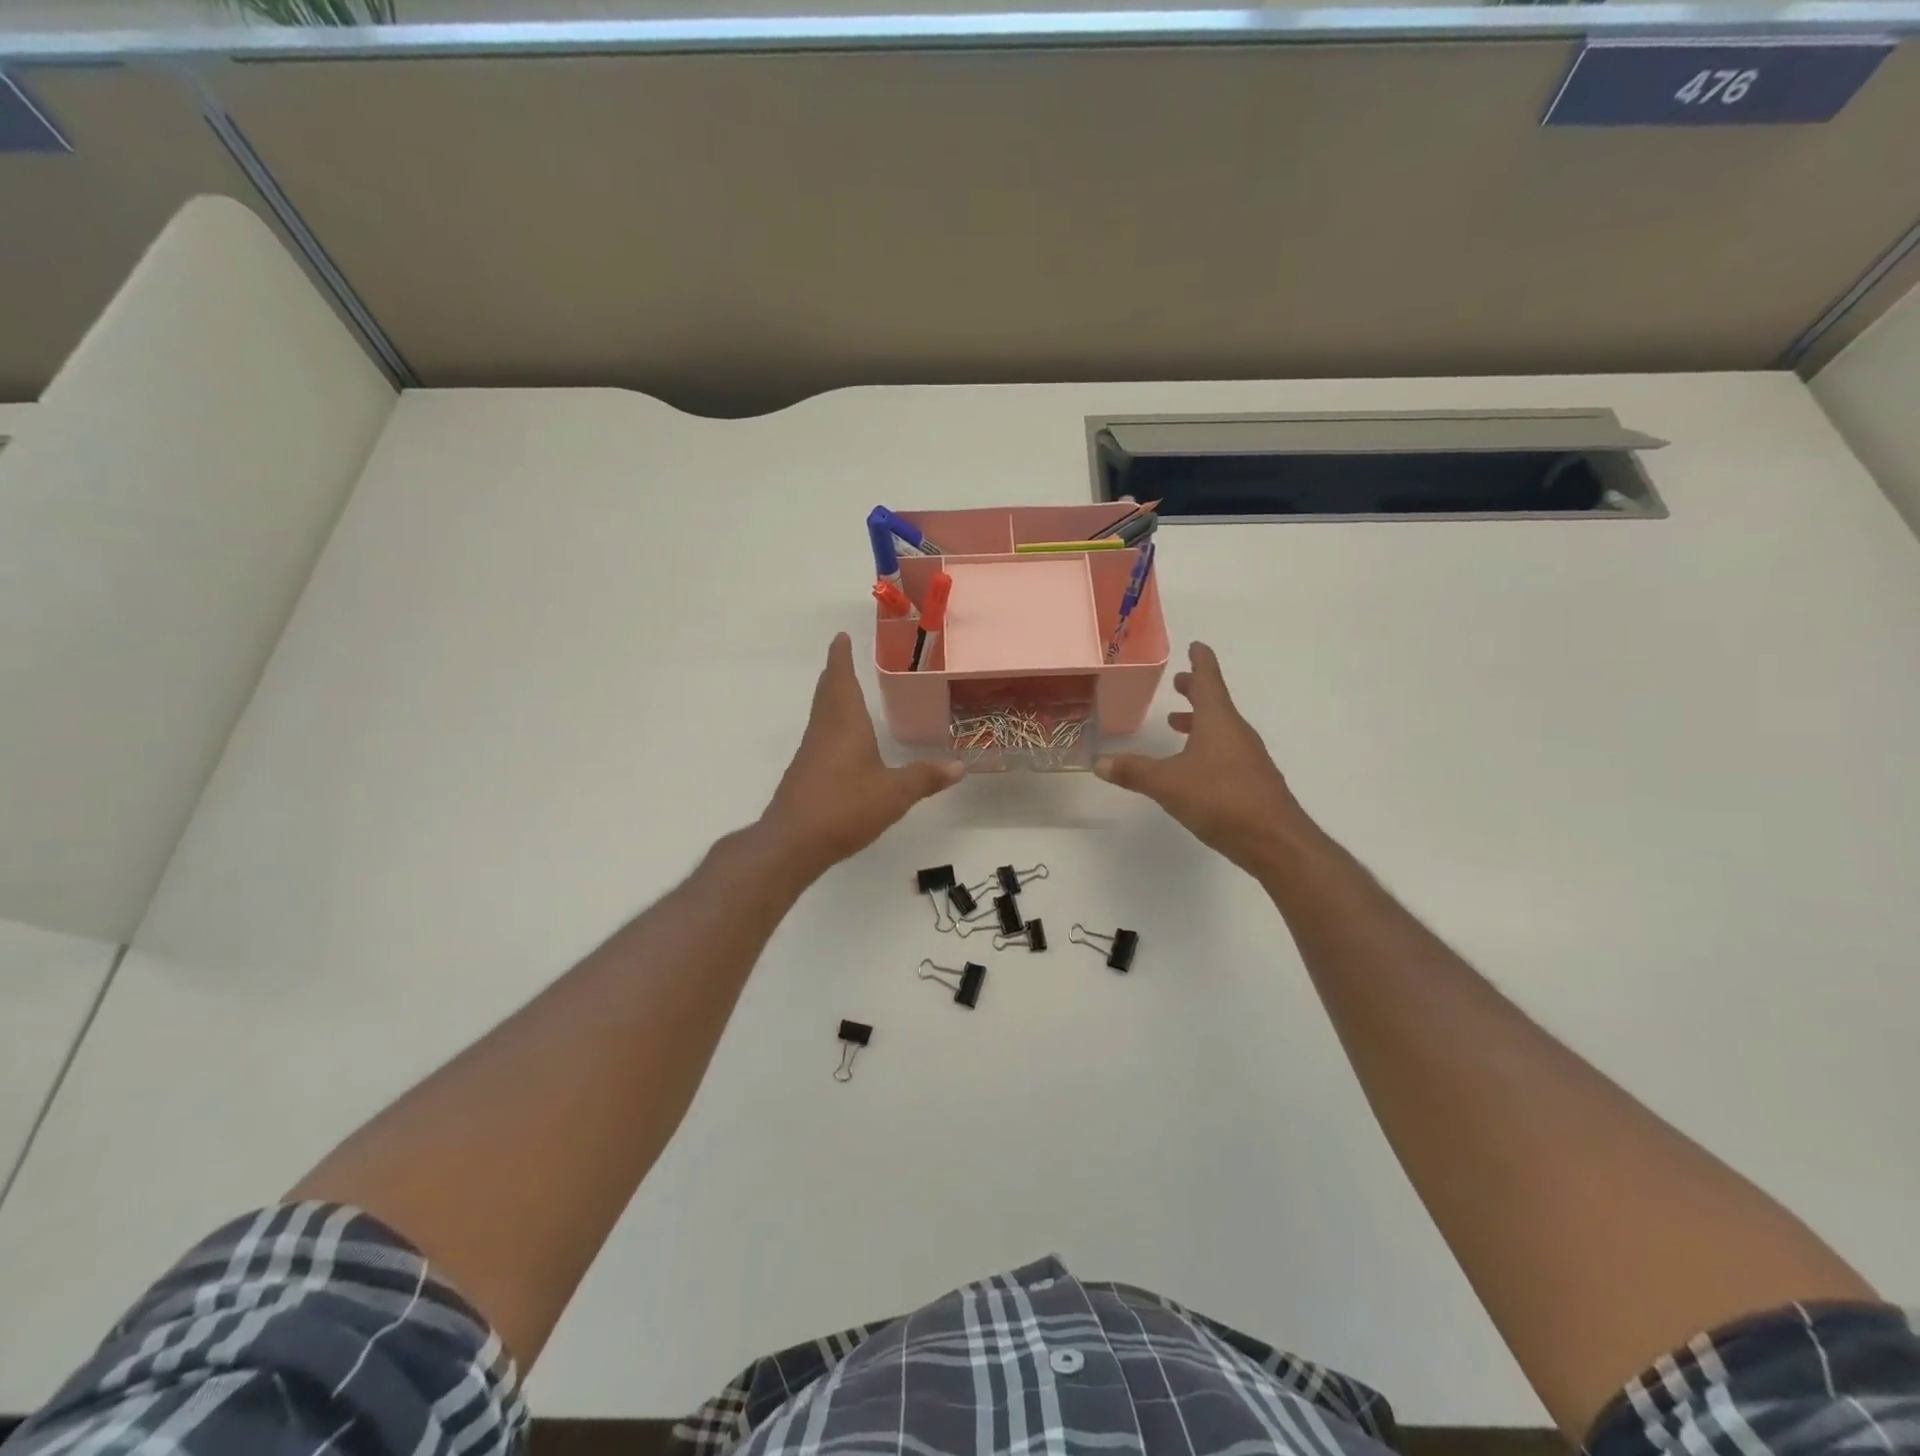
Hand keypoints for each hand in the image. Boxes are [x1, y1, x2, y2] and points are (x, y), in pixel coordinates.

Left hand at [760, 633, 962, 874]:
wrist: (793, 842)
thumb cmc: (845, 807)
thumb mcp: (895, 793)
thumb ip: (925, 778)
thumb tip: (958, 766)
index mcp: (844, 723)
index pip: (841, 679)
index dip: (841, 657)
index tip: (841, 637)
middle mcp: (824, 731)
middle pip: (827, 692)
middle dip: (836, 673)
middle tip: (843, 657)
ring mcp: (811, 753)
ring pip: (822, 714)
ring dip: (832, 697)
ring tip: (846, 692)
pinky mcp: (805, 773)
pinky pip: (820, 736)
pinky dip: (831, 724)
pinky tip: (842, 741)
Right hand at [1095, 642, 1309, 872]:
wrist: (1274, 840)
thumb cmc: (1221, 799)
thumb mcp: (1168, 784)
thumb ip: (1134, 772)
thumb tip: (1098, 762)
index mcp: (1219, 721)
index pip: (1209, 680)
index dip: (1200, 661)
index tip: (1196, 645)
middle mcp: (1236, 733)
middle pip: (1216, 703)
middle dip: (1196, 691)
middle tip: (1180, 683)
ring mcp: (1247, 757)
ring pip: (1221, 729)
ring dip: (1200, 721)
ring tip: (1176, 723)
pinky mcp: (1251, 781)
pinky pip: (1225, 751)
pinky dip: (1207, 746)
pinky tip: (1192, 766)